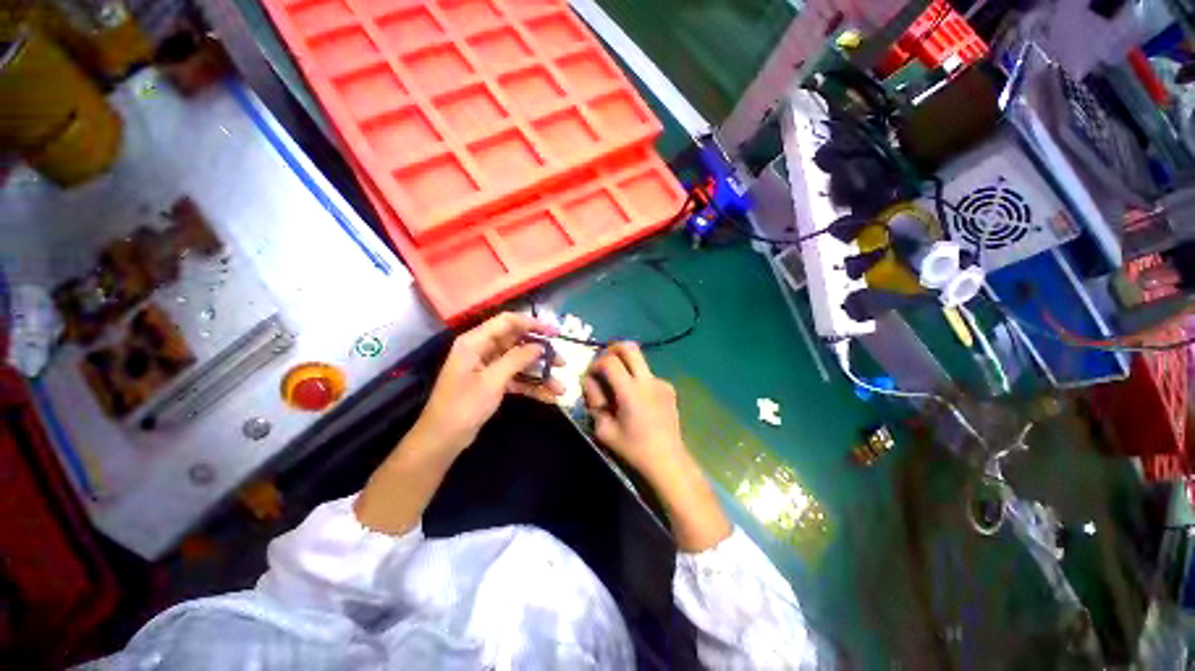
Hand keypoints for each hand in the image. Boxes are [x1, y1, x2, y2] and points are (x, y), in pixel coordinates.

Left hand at [418, 313, 561, 453]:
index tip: (554, 332)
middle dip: (541, 354)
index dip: (532, 323)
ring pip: (520, 363)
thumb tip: (539, 346)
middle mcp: (482, 350)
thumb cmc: (463, 406)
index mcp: (475, 342)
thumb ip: (517, 359)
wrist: (443, 439)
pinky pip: (516, 378)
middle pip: (517, 343)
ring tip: (560, 387)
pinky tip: (549, 397)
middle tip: (562, 362)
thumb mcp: (492, 381)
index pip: (507, 322)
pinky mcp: (493, 383)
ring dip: (540, 374)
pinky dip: (531, 386)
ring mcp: (488, 367)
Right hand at [582, 342, 686, 479]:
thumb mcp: (604, 430)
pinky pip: (648, 375)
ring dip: (625, 366)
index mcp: (630, 391)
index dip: (596, 363)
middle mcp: (648, 381)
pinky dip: (637, 380)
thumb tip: (591, 383)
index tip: (591, 375)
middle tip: (604, 361)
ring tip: (620, 388)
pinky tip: (637, 400)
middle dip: (612, 349)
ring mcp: (661, 382)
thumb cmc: (634, 448)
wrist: (668, 460)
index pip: (609, 361)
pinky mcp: (669, 388)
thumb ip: (594, 402)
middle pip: (629, 347)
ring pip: (640, 360)